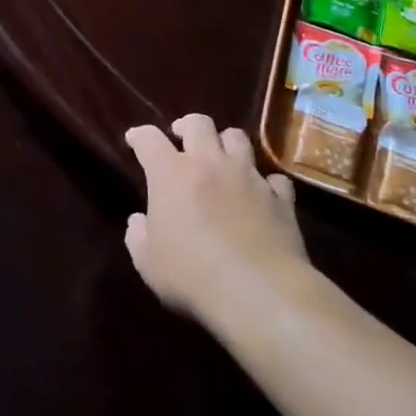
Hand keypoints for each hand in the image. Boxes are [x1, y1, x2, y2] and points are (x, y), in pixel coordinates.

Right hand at [123, 115, 310, 328]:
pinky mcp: (280, 198)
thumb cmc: (191, 275)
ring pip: (238, 138)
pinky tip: (260, 194)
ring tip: (221, 159)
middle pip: (199, 123)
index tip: (134, 139)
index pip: (149, 139)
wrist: (258, 292)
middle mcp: (210, 164)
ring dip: (225, 143)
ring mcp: (249, 177)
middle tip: (181, 139)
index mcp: (170, 174)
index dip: (139, 135)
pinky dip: (265, 182)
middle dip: (186, 126)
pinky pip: (274, 177)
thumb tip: (139, 221)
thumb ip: (138, 235)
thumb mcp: (147, 262)